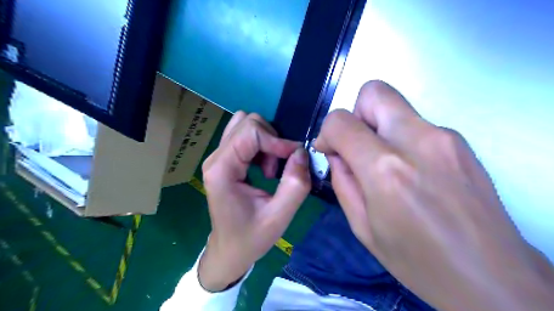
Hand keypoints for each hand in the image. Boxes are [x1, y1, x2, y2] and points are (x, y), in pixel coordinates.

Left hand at [199, 110, 310, 291]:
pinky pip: (244, 136)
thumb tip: (302, 152)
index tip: (294, 158)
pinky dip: (261, 145)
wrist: (229, 250)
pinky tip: (264, 168)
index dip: (277, 140)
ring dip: (266, 141)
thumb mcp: (278, 217)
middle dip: (271, 139)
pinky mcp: (224, 160)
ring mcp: (218, 157)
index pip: (250, 131)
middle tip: (277, 168)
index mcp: (222, 170)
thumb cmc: (250, 237)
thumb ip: (295, 184)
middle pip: (247, 122)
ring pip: (245, 125)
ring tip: (270, 169)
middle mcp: (215, 157)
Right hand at [314, 80, 550, 310]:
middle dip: (355, 114)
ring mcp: (444, 136)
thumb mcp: (362, 227)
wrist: (491, 277)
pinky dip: (401, 138)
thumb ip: (342, 182)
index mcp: (385, 170)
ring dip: (378, 128)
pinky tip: (410, 172)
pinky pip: (416, 124)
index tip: (329, 150)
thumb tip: (336, 154)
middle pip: (374, 92)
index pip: (341, 121)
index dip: (327, 132)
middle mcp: (417, 141)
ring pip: (396, 106)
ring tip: (385, 166)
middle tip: (357, 147)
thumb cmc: (417, 260)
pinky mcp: (461, 141)